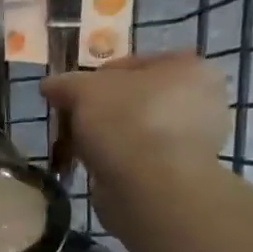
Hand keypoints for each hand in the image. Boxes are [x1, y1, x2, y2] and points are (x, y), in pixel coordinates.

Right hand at [40, 52, 228, 186]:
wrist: (150, 187)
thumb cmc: (126, 122)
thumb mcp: (84, 90)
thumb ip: (66, 83)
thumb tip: (50, 85)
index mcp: (190, 68)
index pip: (132, 64)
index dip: (95, 78)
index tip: (72, 96)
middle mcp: (202, 100)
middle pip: (135, 98)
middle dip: (102, 110)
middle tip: (74, 121)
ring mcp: (195, 140)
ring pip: (136, 130)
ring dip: (108, 137)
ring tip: (80, 147)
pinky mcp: (180, 173)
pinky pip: (140, 158)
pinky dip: (118, 161)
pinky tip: (98, 167)